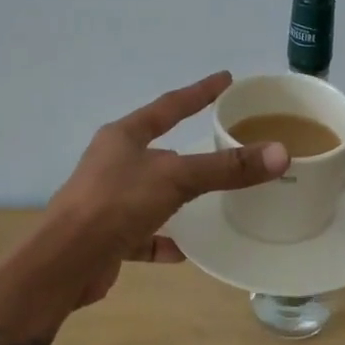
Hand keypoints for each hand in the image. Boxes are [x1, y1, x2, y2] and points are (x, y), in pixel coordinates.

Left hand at [37, 72, 289, 307]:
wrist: (64, 265)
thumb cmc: (116, 204)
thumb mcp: (176, 178)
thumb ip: (226, 167)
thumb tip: (280, 153)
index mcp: (123, 137)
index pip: (169, 106)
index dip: (199, 92)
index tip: (226, 79)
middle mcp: (111, 163)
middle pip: (156, 149)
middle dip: (185, 148)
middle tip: (219, 141)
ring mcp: (106, 201)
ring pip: (149, 192)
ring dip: (174, 197)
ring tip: (207, 199)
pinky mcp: (105, 237)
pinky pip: (140, 234)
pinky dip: (162, 240)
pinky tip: (183, 250)